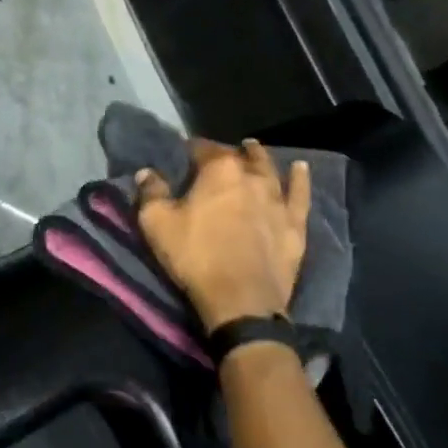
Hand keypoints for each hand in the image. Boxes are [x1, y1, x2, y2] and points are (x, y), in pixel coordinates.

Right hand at [137, 139, 309, 332]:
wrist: (241, 299)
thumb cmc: (195, 256)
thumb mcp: (156, 224)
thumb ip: (151, 193)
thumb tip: (146, 172)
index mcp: (219, 170)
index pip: (203, 148)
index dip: (192, 148)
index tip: (183, 152)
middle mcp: (252, 176)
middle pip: (240, 156)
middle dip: (228, 151)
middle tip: (219, 153)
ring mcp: (278, 199)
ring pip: (270, 170)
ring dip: (260, 157)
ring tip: (253, 149)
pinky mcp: (295, 223)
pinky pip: (300, 194)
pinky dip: (301, 179)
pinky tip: (301, 168)